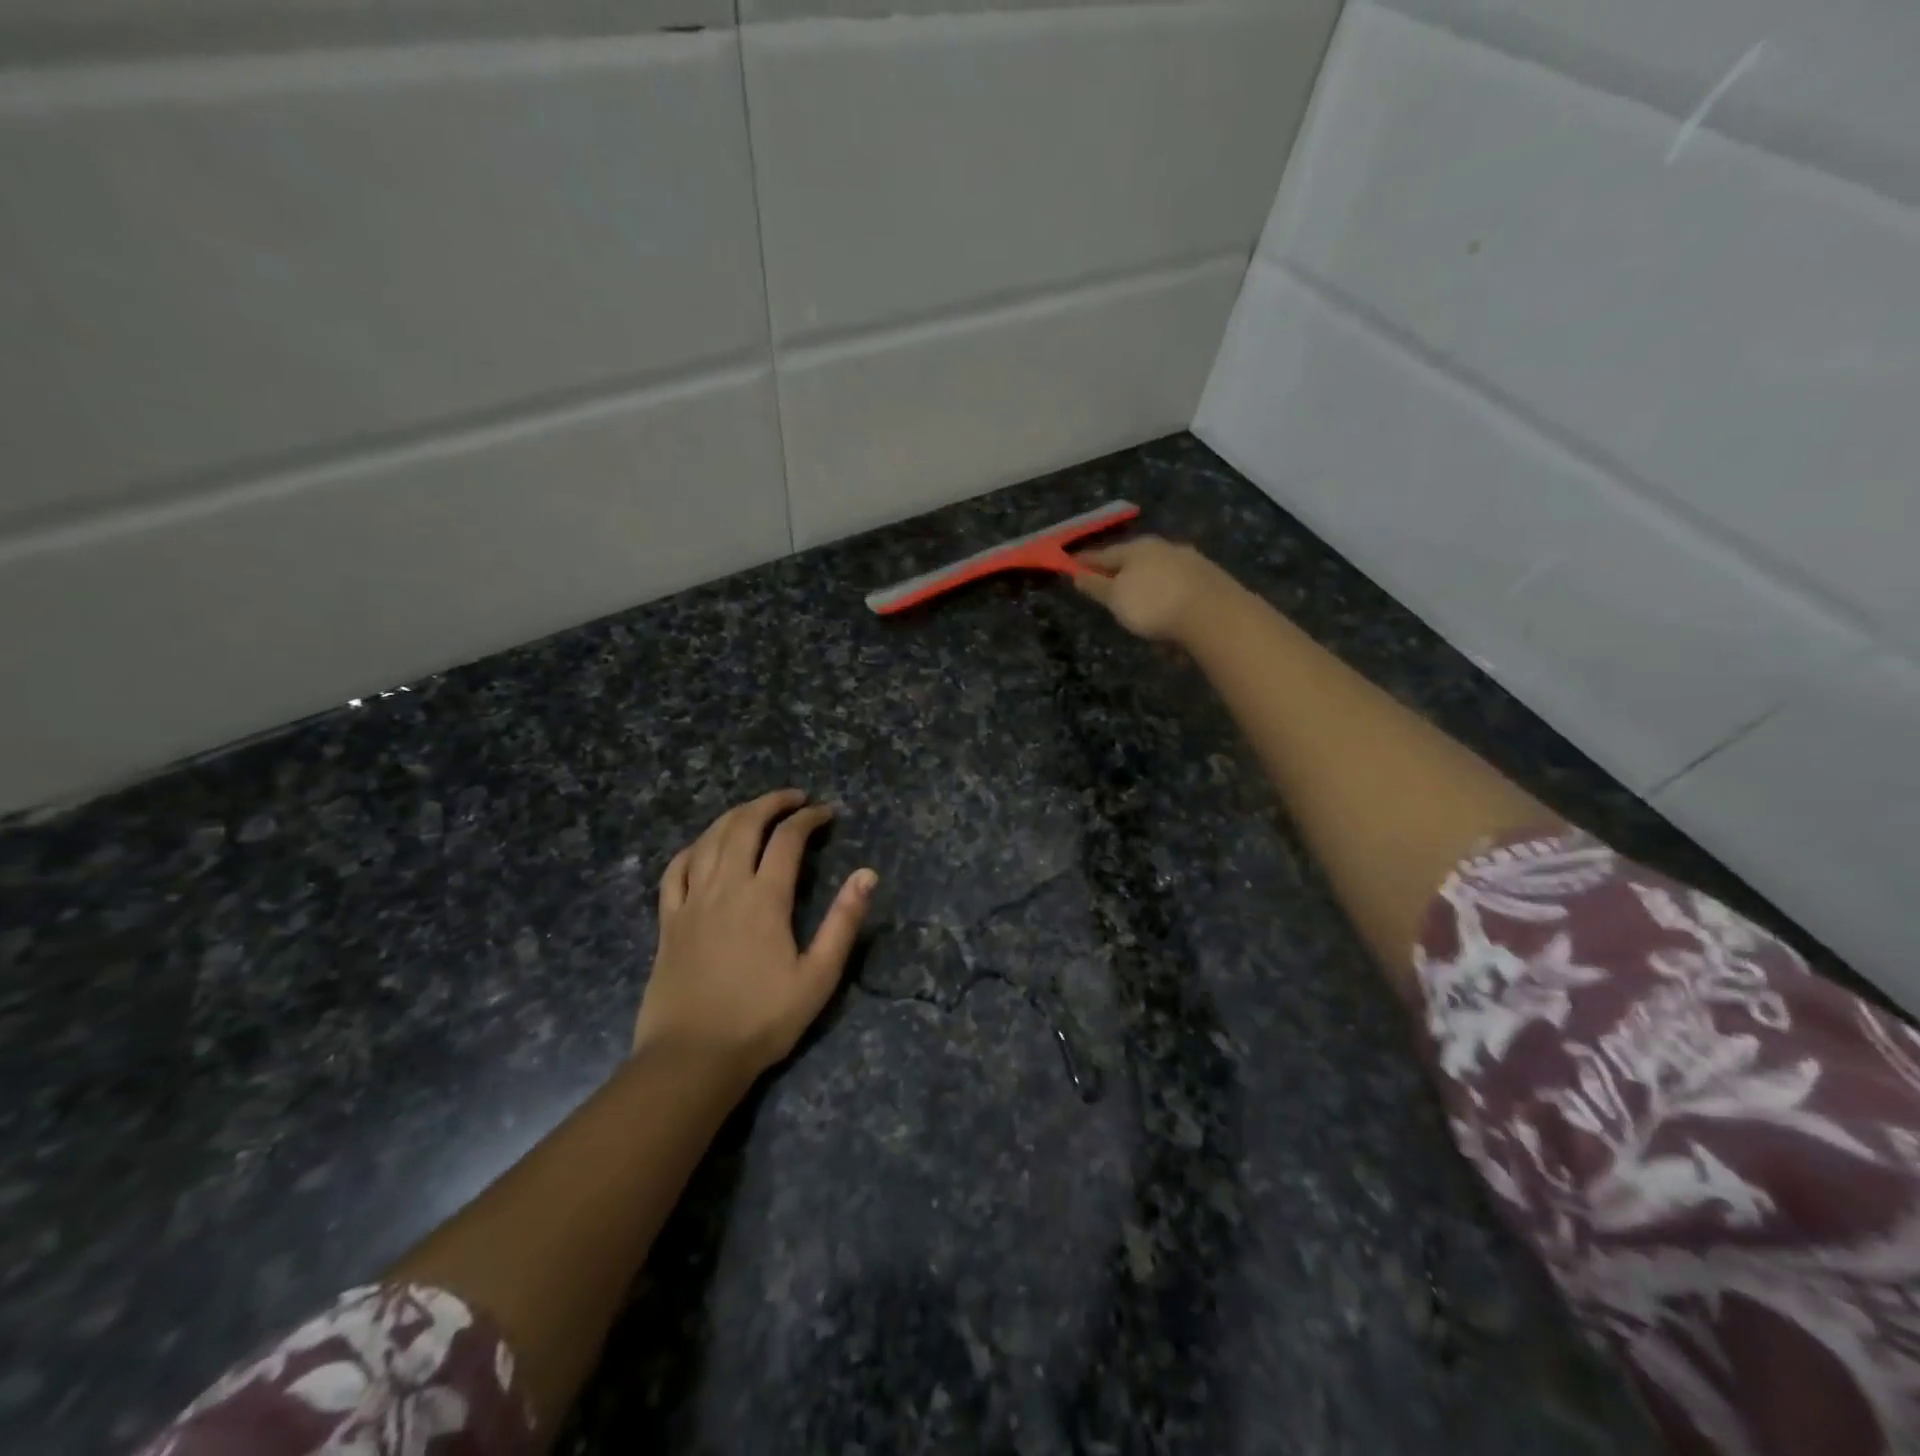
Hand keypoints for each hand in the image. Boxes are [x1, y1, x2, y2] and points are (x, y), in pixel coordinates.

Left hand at [635, 790, 876, 1080]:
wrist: (692, 1058)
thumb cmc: (762, 1019)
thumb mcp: (818, 976)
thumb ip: (843, 922)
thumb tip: (866, 874)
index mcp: (765, 898)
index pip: (788, 839)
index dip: (808, 818)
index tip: (826, 813)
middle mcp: (726, 887)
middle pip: (744, 824)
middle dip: (771, 803)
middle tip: (793, 798)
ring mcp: (691, 901)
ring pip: (709, 838)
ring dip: (735, 815)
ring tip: (755, 810)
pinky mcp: (668, 920)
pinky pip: (676, 869)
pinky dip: (694, 847)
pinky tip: (705, 846)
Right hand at [1072, 536, 1238, 643]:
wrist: (1213, 613)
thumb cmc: (1153, 604)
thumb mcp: (1116, 598)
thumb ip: (1096, 586)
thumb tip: (1077, 574)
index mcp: (1137, 549)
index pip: (1104, 554)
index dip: (1086, 561)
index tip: (1072, 565)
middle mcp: (1164, 547)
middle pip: (1134, 558)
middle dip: (1120, 569)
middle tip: (1106, 582)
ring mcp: (1189, 561)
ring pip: (1159, 569)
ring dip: (1146, 581)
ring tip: (1138, 598)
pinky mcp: (1209, 579)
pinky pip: (1178, 584)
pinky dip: (1166, 592)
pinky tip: (1167, 606)